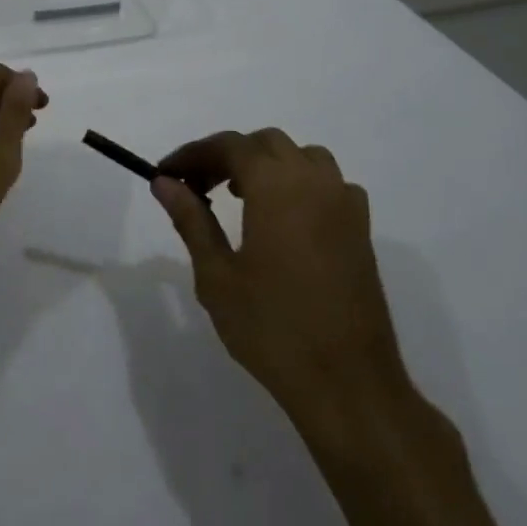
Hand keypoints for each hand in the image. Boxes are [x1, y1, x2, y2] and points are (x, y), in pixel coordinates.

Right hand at [152, 129, 407, 419]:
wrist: (347, 382)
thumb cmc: (271, 327)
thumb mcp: (216, 274)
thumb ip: (191, 220)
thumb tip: (164, 183)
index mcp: (277, 187)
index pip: (229, 146)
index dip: (193, 154)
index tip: (166, 174)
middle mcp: (315, 183)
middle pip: (266, 144)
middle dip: (227, 155)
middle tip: (197, 187)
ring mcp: (344, 205)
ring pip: (302, 157)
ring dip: (267, 164)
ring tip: (240, 196)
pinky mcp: (361, 229)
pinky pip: (328, 183)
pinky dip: (300, 183)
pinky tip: (284, 219)